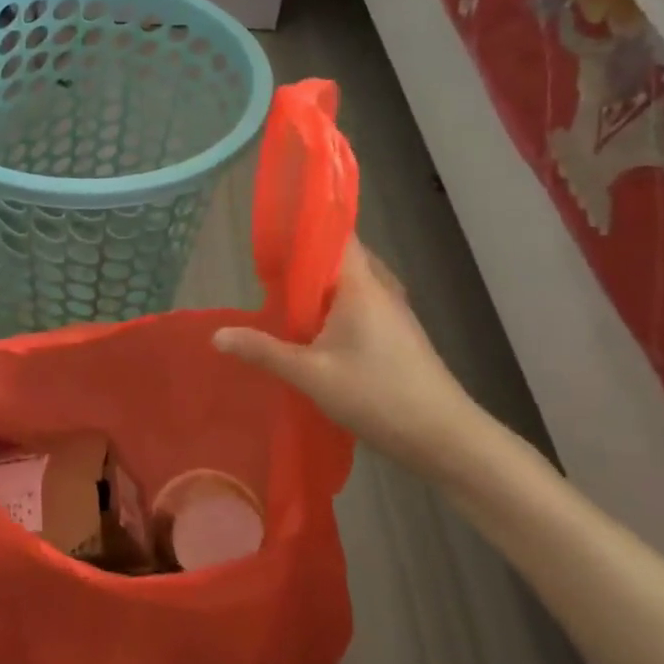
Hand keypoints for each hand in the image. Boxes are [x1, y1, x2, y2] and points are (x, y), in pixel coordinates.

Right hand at [213, 238, 508, 486]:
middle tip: (267, 267)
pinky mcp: (399, 332)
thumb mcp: (310, 375)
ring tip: (283, 294)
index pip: (336, 233)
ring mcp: (394, 310)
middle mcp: (381, 287)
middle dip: (305, 257)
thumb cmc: (378, 396)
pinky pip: (361, 301)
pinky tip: (314, 326)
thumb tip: (218, 335)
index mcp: (361, 285)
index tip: (272, 229)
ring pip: (351, 281)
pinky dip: (335, 303)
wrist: (446, 438)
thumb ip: (263, 351)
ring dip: (320, 283)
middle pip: (341, 256)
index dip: (305, 225)